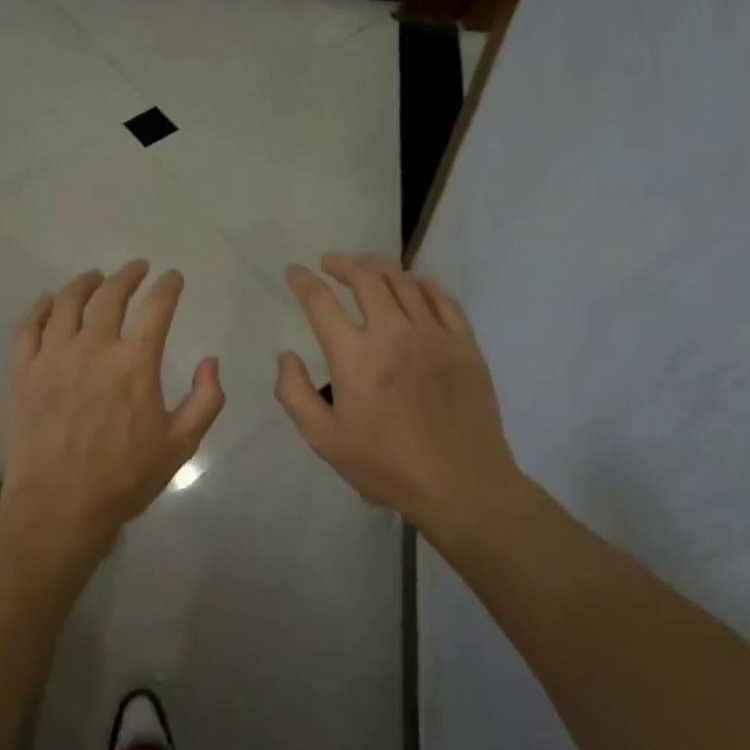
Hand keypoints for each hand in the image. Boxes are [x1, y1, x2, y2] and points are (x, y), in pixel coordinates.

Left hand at [0, 261, 225, 561]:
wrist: (58, 506)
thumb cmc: (124, 478)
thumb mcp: (181, 445)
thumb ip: (205, 399)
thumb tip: (210, 362)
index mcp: (135, 361)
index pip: (157, 307)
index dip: (168, 286)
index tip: (172, 276)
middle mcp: (94, 346)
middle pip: (111, 295)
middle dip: (128, 275)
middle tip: (137, 268)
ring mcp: (53, 355)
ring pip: (67, 302)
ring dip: (85, 283)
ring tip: (94, 276)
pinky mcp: (23, 370)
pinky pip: (28, 326)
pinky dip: (40, 307)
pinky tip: (49, 300)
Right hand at [275, 254, 521, 537]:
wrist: (463, 486)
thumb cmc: (387, 466)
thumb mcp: (325, 440)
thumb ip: (295, 394)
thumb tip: (286, 356)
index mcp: (355, 357)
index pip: (321, 301)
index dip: (303, 280)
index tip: (295, 271)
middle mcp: (393, 334)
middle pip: (365, 277)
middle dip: (342, 264)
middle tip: (330, 263)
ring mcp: (433, 335)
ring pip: (403, 281)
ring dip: (378, 267)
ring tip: (365, 267)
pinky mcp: (464, 344)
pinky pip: (441, 298)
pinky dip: (421, 283)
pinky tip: (412, 284)